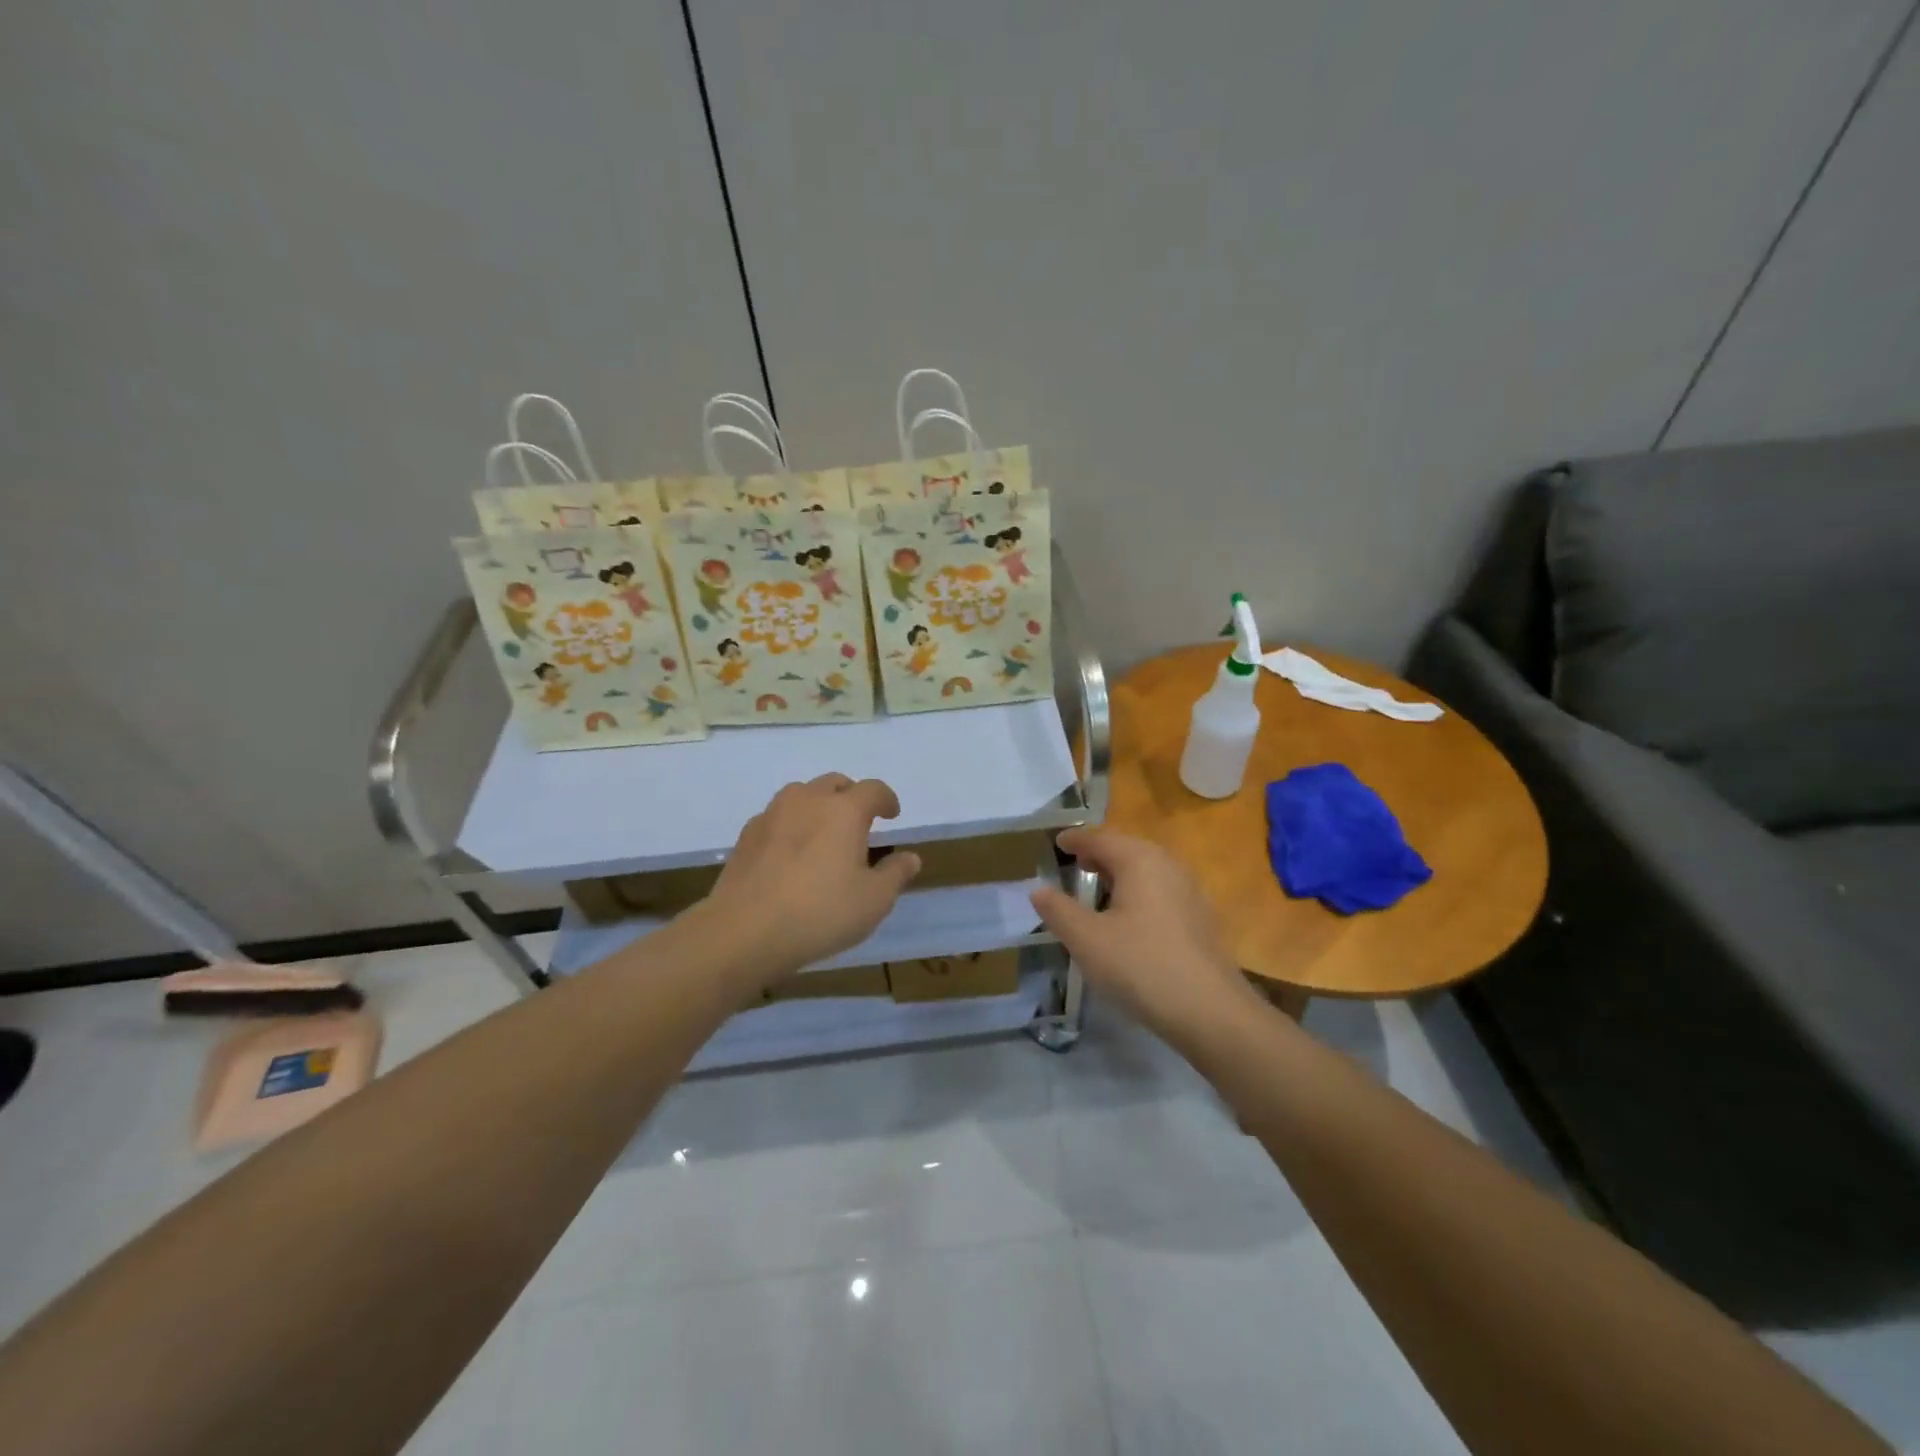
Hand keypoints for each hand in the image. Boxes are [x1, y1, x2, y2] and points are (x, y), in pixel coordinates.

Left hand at [702, 774, 921, 981]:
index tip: (892, 815)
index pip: (873, 790)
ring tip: (823, 834)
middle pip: (835, 783)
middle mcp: (808, 800)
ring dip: (818, 805)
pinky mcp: (747, 835)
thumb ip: (895, 874)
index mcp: (844, 810)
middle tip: (859, 823)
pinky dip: (791, 825)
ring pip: (802, 794)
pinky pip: (777, 817)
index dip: (887, 799)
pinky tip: (791, 853)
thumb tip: (910, 857)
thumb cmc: (821, 912)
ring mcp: (772, 814)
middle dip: (852, 797)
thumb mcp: (874, 900)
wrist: (744, 930)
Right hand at [1030, 828, 1257, 1042]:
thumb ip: (1059, 910)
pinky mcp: (1200, 919)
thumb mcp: (1087, 939)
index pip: (1101, 839)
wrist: (1210, 1012)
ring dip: (1119, 875)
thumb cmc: (1141, 966)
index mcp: (1140, 860)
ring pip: (1146, 871)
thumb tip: (1038, 889)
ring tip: (1097, 890)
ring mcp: (1189, 892)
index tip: (1058, 842)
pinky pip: (1160, 892)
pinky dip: (1137, 894)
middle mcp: (1168, 865)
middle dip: (1099, 854)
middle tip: (1075, 864)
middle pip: (1127, 850)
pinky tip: (1128, 920)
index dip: (1076, 840)